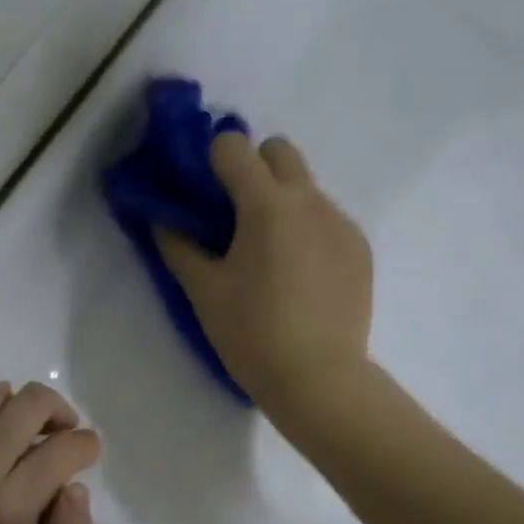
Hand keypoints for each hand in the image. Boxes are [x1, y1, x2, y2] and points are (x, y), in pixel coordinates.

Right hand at [156, 133, 373, 414]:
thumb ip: (178, 246)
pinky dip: (308, 231)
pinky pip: (328, 220)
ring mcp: (341, 222)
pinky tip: (301, 277)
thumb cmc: (252, 333)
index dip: (213, 161)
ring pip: (306, 188)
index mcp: (267, 204)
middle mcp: (310, 200)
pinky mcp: (360, 248)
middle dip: (254, 167)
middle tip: (237, 216)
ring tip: (271, 257)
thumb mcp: (204, 291)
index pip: (234, 145)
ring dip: (283, 202)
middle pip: (280, 151)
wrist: (319, 378)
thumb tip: (163, 219)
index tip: (205, 195)